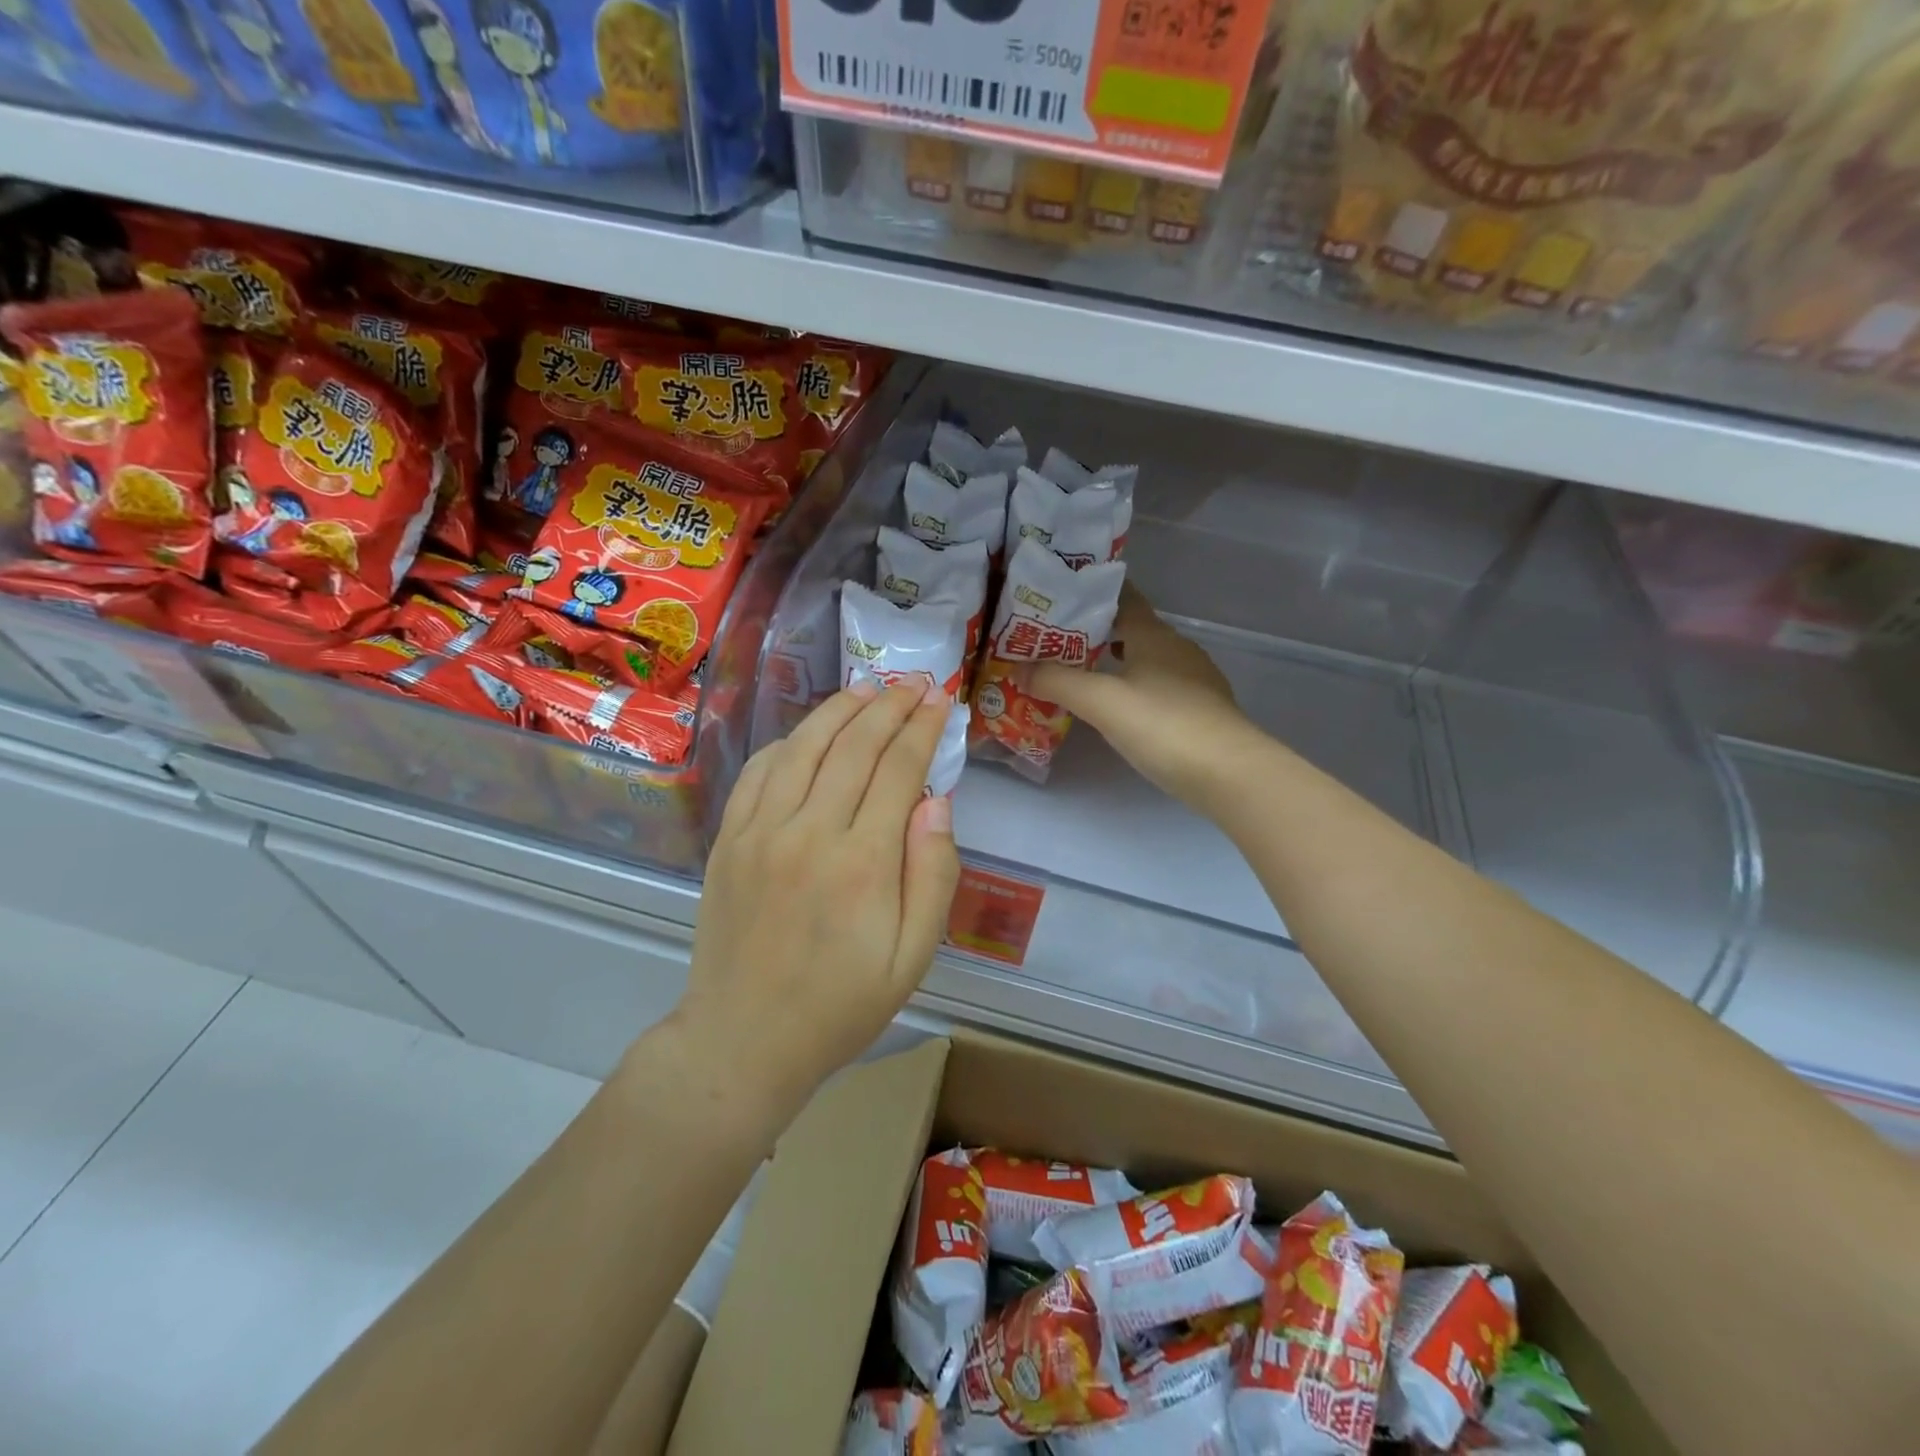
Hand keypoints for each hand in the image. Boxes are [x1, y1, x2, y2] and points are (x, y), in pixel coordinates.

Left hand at [670, 679, 960, 1109]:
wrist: (745, 1040)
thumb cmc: (841, 1005)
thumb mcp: (913, 956)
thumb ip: (933, 875)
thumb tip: (936, 801)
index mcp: (862, 862)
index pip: (899, 769)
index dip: (922, 728)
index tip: (940, 700)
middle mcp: (808, 832)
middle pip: (854, 745)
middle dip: (889, 705)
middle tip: (914, 681)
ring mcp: (760, 831)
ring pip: (804, 746)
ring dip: (840, 710)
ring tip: (869, 688)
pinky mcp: (728, 840)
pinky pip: (759, 771)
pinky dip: (788, 741)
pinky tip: (809, 732)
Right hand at [1031, 584, 1259, 813]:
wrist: (1229, 773)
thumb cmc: (1163, 725)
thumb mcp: (1101, 702)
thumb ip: (1057, 682)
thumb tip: (1018, 668)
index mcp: (1154, 635)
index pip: (1123, 598)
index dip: (1093, 593)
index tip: (1061, 595)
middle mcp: (1177, 649)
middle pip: (1134, 629)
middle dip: (1098, 631)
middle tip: (1057, 640)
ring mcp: (1194, 679)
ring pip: (1147, 659)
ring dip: (1117, 661)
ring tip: (1081, 673)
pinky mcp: (1201, 709)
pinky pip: (1159, 686)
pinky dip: (1135, 687)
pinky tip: (1120, 707)